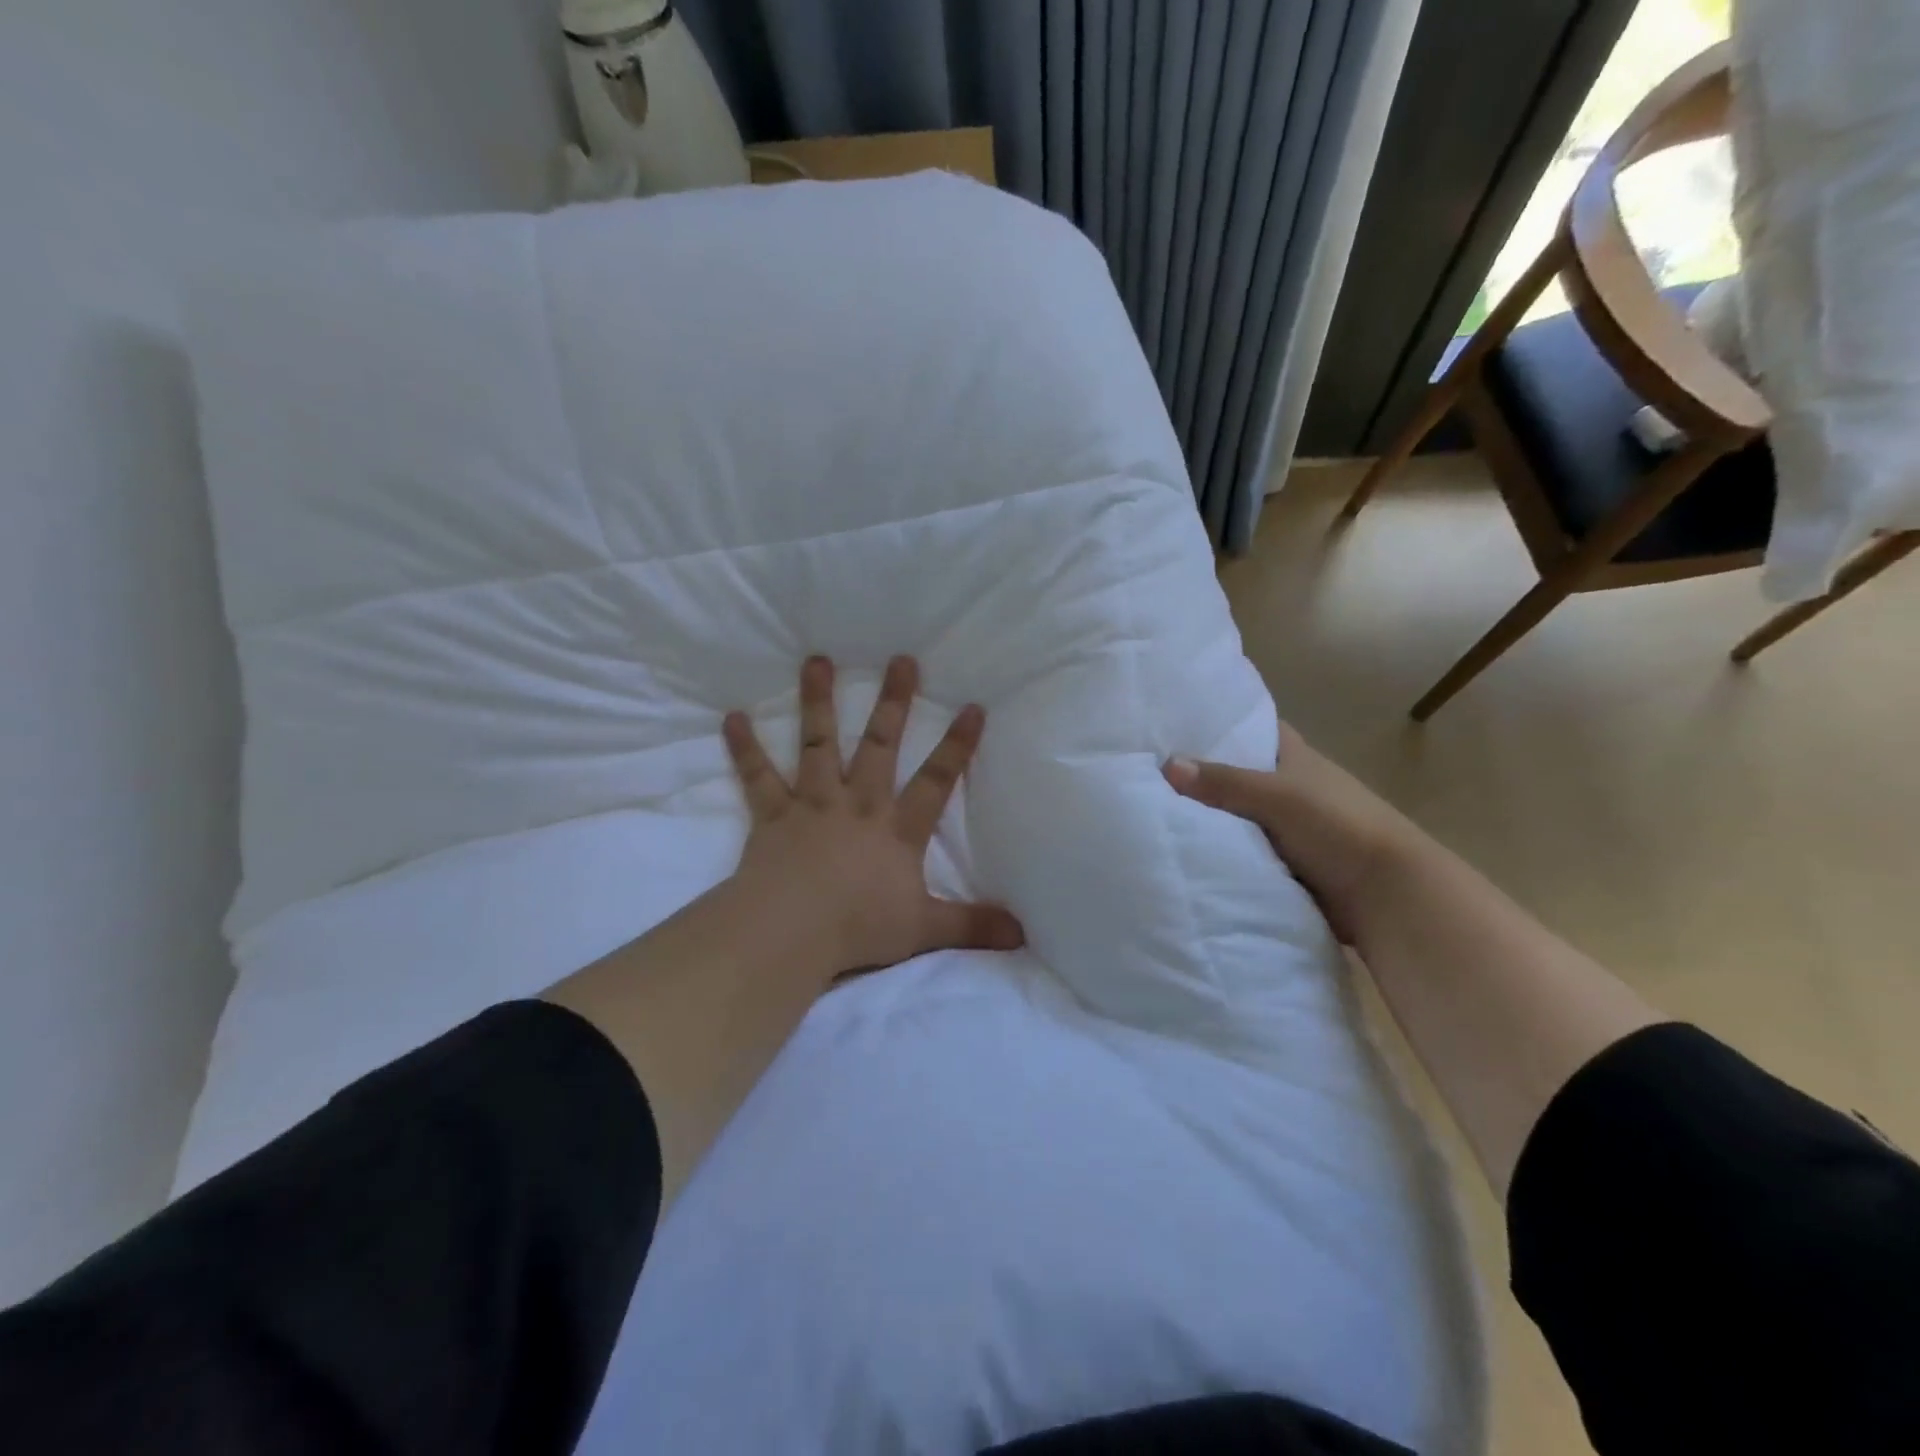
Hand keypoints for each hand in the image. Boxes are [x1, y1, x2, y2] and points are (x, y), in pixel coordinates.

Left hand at [722, 654, 1024, 985]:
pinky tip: (732, 718)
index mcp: (897, 829)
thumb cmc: (858, 927)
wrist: (790, 931)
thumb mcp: (924, 929)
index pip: (936, 781)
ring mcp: (813, 804)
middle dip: (893, 702)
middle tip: (901, 659)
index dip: (957, 746)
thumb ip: (972, 925)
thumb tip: (1023, 933)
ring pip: (818, 744)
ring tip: (816, 660)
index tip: (972, 706)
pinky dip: (745, 748)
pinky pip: (758, 776)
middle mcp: (858, 804)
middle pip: (880, 745)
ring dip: (818, 702)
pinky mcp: (773, 815)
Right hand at [1163, 725, 1419, 942]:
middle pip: (1241, 775)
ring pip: (1240, 816)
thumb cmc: (1338, 827)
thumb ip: (1224, 782)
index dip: (1225, 724)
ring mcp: (1292, 828)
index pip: (1258, 729)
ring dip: (1212, 819)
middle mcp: (1294, 788)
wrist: (1388, 895)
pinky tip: (1188, 852)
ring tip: (1156, 812)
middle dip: (1205, 776)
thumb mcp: (1277, 796)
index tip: (1182, 725)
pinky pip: (1246, 851)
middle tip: (1153, 773)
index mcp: (1298, 758)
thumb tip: (1167, 765)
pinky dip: (1225, 852)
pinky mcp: (1290, 864)